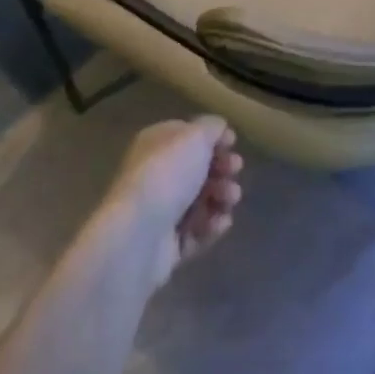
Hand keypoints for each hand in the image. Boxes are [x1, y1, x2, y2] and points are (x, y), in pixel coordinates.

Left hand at [101, 117, 243, 287]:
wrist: (138, 234)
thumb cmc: (167, 174)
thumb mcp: (194, 137)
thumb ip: (211, 128)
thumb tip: (219, 128)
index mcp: (156, 143)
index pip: (188, 136)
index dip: (213, 138)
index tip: (233, 143)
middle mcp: (156, 174)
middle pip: (197, 169)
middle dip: (221, 168)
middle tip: (235, 170)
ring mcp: (160, 211)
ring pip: (200, 201)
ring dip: (221, 196)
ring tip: (230, 198)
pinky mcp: (166, 245)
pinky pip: (195, 232)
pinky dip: (211, 226)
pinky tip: (222, 222)